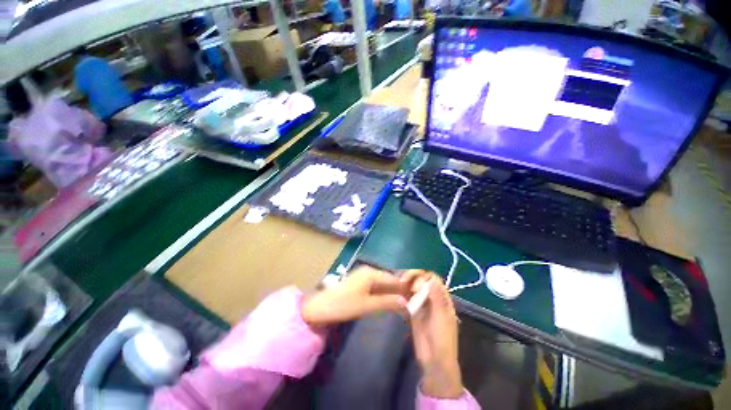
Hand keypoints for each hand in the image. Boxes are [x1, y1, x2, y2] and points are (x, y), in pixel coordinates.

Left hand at [301, 266, 408, 326]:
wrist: (320, 307)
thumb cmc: (343, 304)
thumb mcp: (367, 305)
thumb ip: (387, 302)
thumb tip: (406, 302)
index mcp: (371, 273)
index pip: (393, 278)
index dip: (405, 287)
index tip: (417, 295)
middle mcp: (369, 272)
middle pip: (388, 280)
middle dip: (399, 290)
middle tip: (412, 302)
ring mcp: (363, 277)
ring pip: (382, 284)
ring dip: (391, 293)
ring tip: (403, 303)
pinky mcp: (359, 284)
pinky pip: (375, 287)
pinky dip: (383, 294)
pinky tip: (388, 301)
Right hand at [400, 270, 463, 398]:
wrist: (434, 361)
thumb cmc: (443, 339)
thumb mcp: (442, 318)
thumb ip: (437, 298)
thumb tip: (432, 278)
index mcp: (443, 298)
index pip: (433, 279)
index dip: (423, 276)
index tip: (414, 282)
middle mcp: (432, 298)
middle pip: (422, 280)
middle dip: (413, 277)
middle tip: (403, 281)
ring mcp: (422, 304)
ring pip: (414, 287)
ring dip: (406, 283)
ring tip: (398, 284)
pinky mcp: (413, 311)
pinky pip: (408, 298)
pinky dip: (403, 293)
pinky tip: (397, 293)